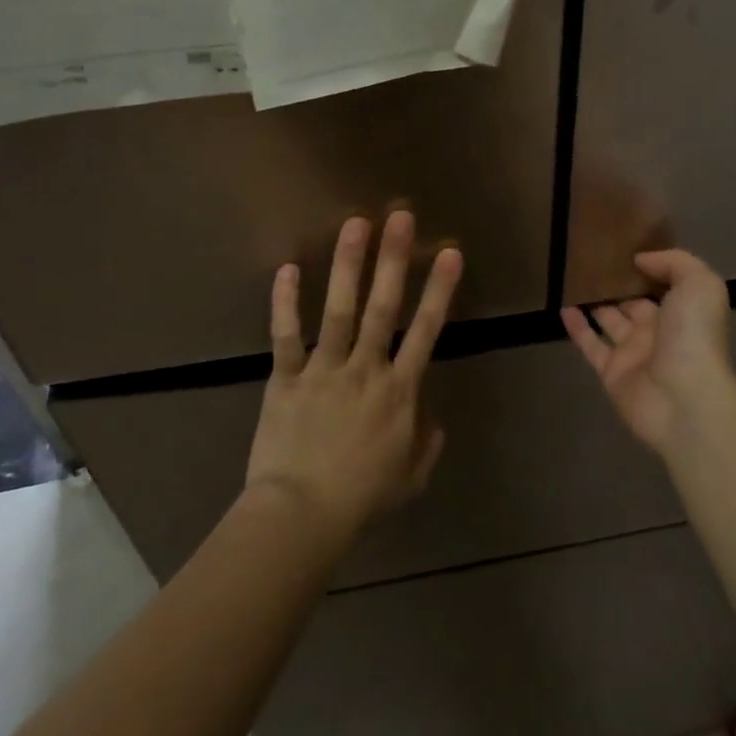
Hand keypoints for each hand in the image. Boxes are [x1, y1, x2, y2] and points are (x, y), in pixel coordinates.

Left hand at [245, 211, 462, 540]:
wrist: (302, 517)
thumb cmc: (362, 499)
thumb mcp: (411, 477)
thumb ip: (427, 441)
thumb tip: (431, 416)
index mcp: (399, 392)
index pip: (427, 331)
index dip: (440, 290)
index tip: (450, 253)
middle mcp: (366, 370)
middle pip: (384, 307)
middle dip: (394, 260)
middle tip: (400, 217)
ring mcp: (324, 371)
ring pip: (339, 311)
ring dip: (348, 266)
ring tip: (356, 224)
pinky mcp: (286, 379)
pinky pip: (286, 336)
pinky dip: (285, 303)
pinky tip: (287, 268)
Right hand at [561, 249, 734, 455]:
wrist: (683, 398)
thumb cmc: (694, 336)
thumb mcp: (699, 285)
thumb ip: (673, 263)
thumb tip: (640, 260)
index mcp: (683, 311)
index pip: (662, 284)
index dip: (645, 267)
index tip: (622, 246)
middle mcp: (658, 331)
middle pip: (633, 302)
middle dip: (617, 284)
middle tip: (591, 260)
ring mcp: (633, 353)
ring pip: (608, 321)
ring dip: (593, 302)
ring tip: (572, 277)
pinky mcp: (610, 372)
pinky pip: (590, 344)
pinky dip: (576, 326)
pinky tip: (562, 306)